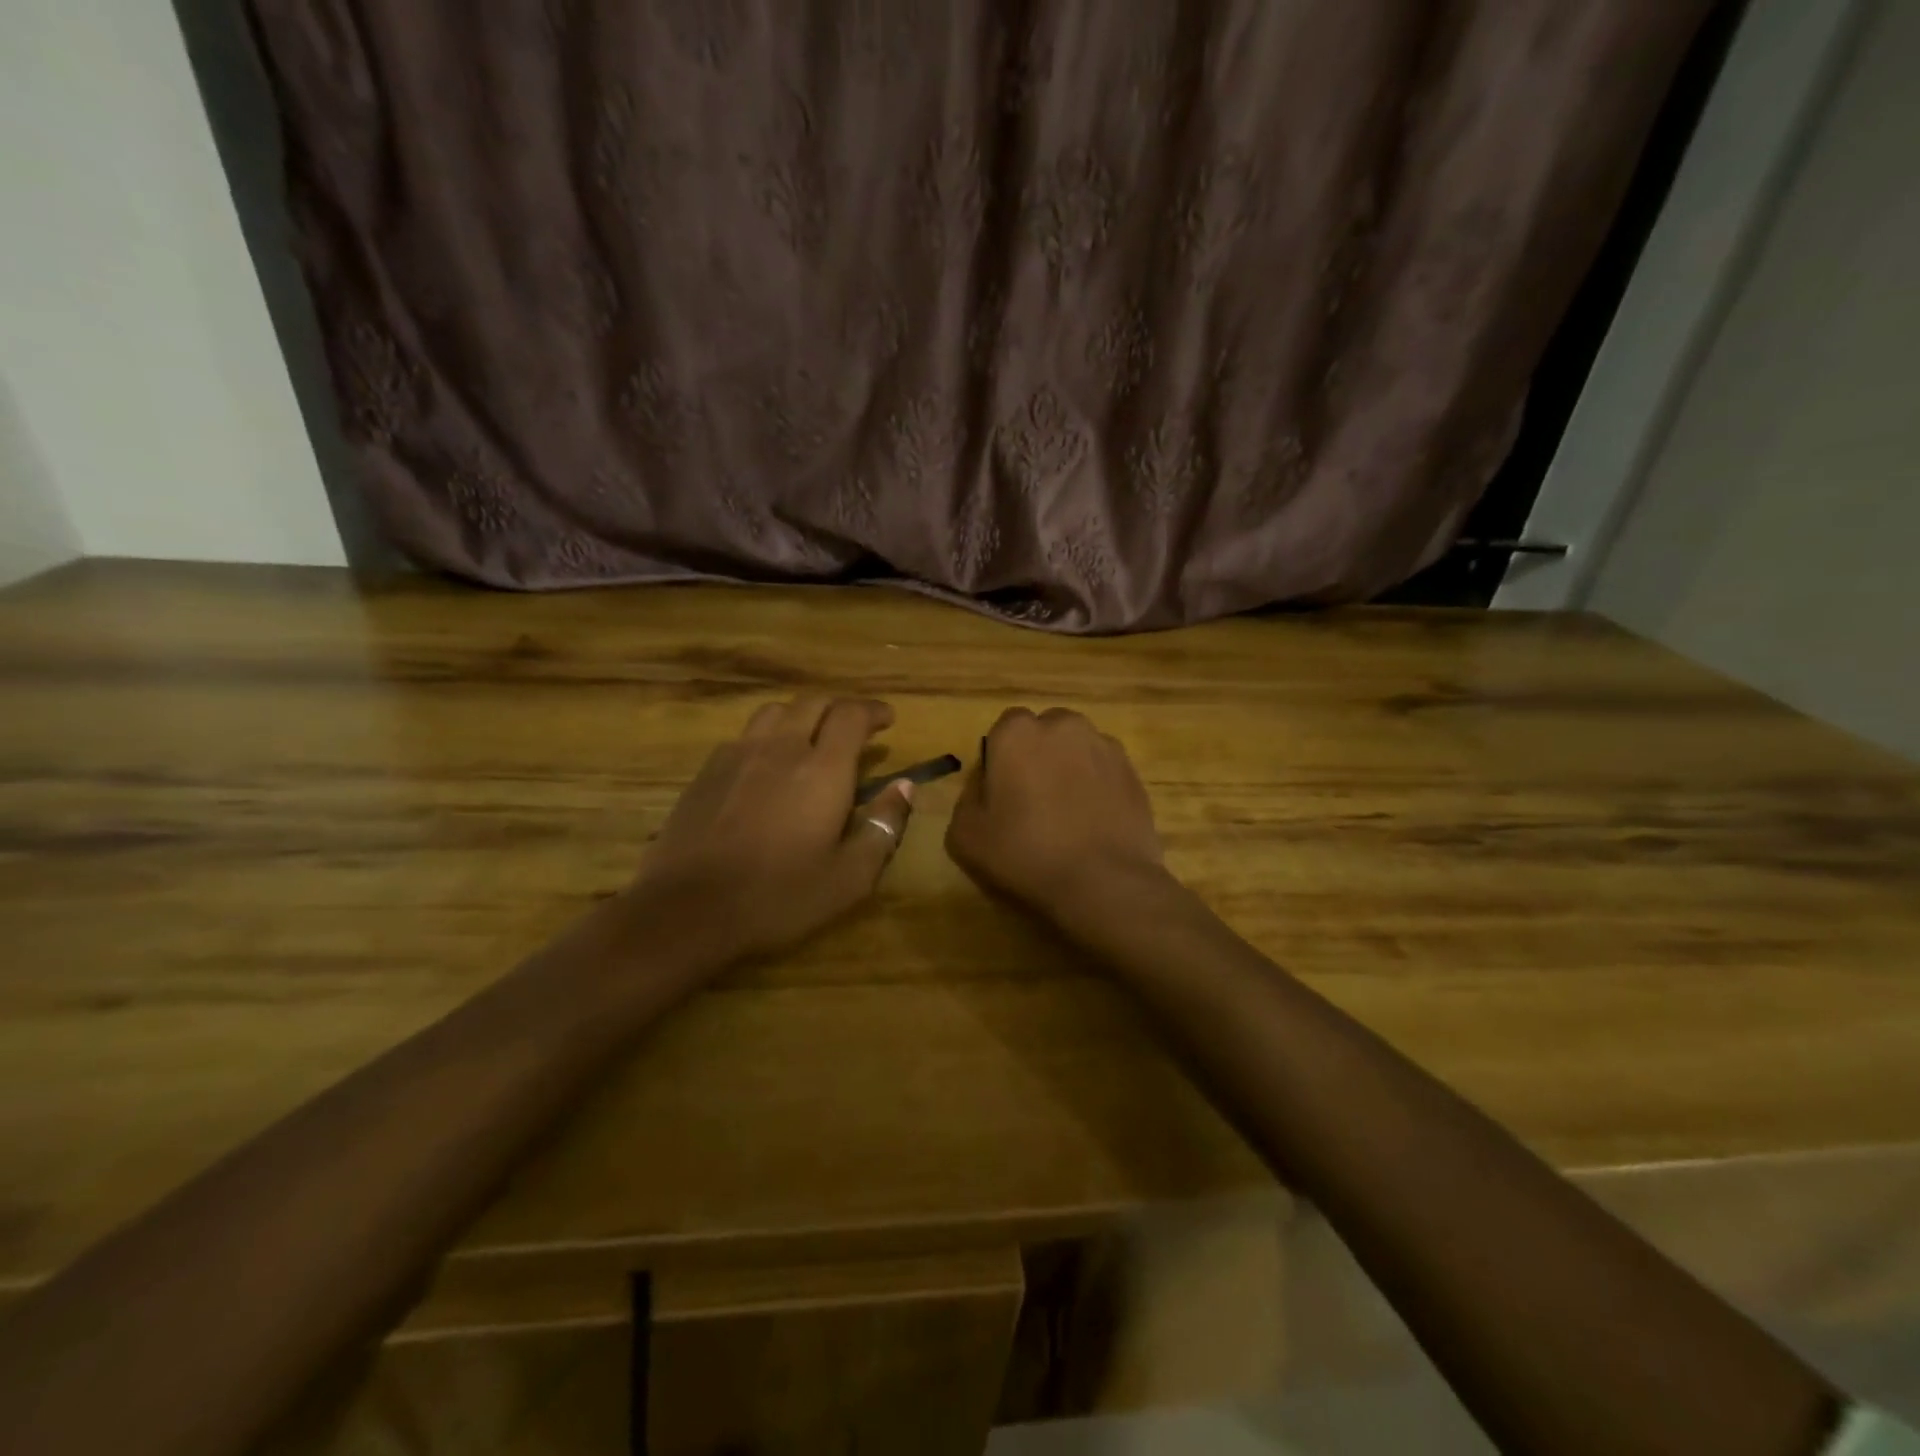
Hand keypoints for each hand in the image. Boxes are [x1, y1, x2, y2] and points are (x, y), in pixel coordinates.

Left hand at [631, 696, 915, 960]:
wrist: (687, 910)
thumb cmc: (779, 897)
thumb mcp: (850, 877)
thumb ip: (884, 826)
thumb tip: (904, 787)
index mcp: (822, 769)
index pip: (851, 715)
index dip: (873, 710)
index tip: (887, 720)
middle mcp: (781, 748)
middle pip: (813, 702)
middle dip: (840, 708)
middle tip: (855, 727)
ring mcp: (737, 755)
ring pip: (774, 712)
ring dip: (801, 716)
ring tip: (810, 738)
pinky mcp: (706, 771)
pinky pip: (743, 736)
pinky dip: (766, 738)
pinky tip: (765, 767)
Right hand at [945, 707, 1167, 927]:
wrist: (1103, 882)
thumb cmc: (1026, 854)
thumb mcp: (966, 834)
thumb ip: (968, 796)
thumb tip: (986, 782)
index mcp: (1017, 732)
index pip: (1004, 728)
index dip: (1001, 759)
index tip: (1002, 793)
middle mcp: (1063, 725)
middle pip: (1044, 732)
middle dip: (1037, 756)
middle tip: (1033, 801)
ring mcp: (1103, 745)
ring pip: (1076, 748)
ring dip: (1068, 768)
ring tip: (1067, 813)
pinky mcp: (1132, 770)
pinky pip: (1103, 769)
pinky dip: (1096, 785)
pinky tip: (1093, 821)